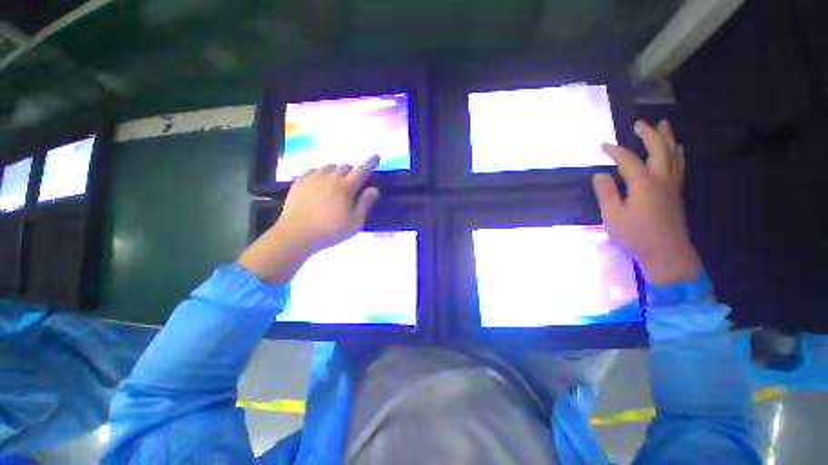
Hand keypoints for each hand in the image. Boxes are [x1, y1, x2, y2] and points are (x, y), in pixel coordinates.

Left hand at [238, 156, 380, 282]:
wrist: (296, 235)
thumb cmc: (330, 231)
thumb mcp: (355, 223)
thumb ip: (365, 204)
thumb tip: (374, 189)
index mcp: (345, 188)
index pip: (362, 170)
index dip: (371, 163)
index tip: (377, 156)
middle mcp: (329, 177)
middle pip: (345, 166)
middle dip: (353, 172)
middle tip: (353, 185)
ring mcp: (312, 177)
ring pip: (329, 167)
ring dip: (337, 172)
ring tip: (336, 185)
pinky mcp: (299, 181)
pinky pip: (314, 170)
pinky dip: (322, 174)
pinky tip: (320, 185)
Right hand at [593, 120, 700, 284]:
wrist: (666, 253)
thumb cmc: (635, 235)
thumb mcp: (613, 216)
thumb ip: (606, 193)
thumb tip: (600, 174)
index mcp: (643, 184)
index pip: (628, 160)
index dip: (615, 150)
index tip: (602, 145)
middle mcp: (661, 179)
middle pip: (659, 150)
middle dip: (649, 134)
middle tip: (639, 123)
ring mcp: (672, 185)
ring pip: (673, 155)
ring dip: (667, 138)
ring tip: (663, 125)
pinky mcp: (676, 193)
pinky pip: (680, 166)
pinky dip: (678, 153)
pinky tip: (677, 149)